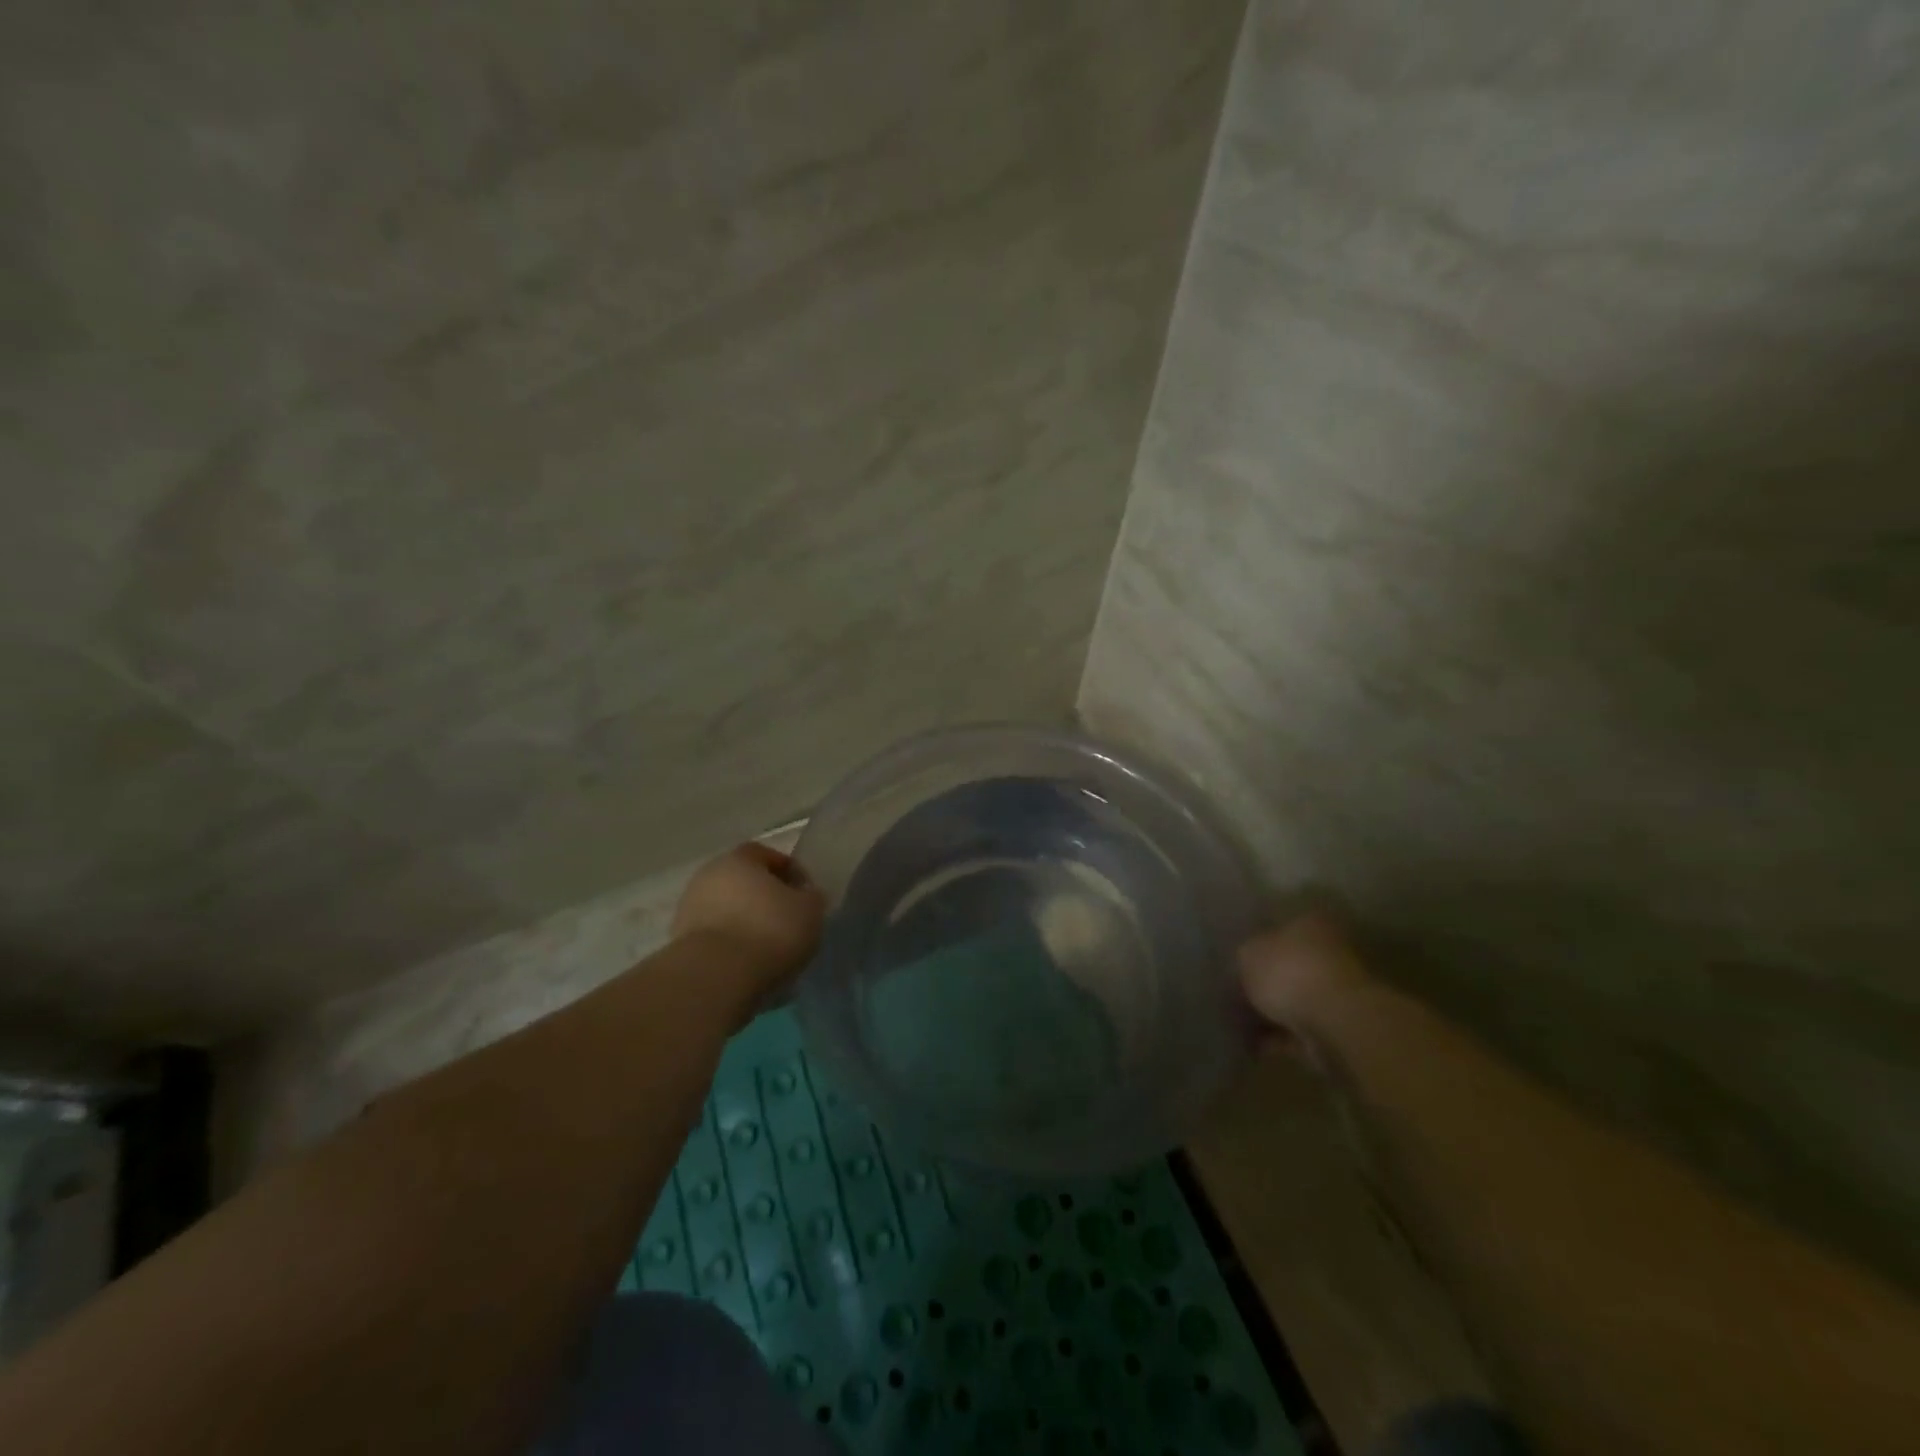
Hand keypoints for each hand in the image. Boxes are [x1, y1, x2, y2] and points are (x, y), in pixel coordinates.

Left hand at [671, 843, 825, 987]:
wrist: (716, 977)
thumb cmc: (770, 931)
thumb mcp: (811, 910)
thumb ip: (811, 897)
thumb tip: (805, 897)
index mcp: (740, 858)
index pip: (769, 856)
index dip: (791, 873)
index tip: (806, 896)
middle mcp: (709, 875)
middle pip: (744, 883)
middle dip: (765, 899)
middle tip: (788, 922)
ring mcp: (689, 909)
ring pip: (728, 911)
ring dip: (747, 924)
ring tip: (769, 949)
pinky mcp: (679, 943)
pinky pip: (716, 938)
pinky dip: (731, 946)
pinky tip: (749, 965)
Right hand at [1237, 909, 1373, 1044]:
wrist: (1337, 1022)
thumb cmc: (1290, 972)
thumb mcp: (1248, 954)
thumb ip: (1244, 957)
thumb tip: (1246, 963)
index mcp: (1310, 924)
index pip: (1280, 929)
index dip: (1255, 946)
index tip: (1236, 965)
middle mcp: (1329, 952)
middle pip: (1289, 966)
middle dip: (1264, 983)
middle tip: (1235, 997)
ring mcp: (1338, 992)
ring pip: (1295, 999)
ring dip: (1271, 1012)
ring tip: (1239, 1025)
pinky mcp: (1340, 1027)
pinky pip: (1301, 1029)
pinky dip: (1279, 1037)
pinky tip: (1255, 1045)